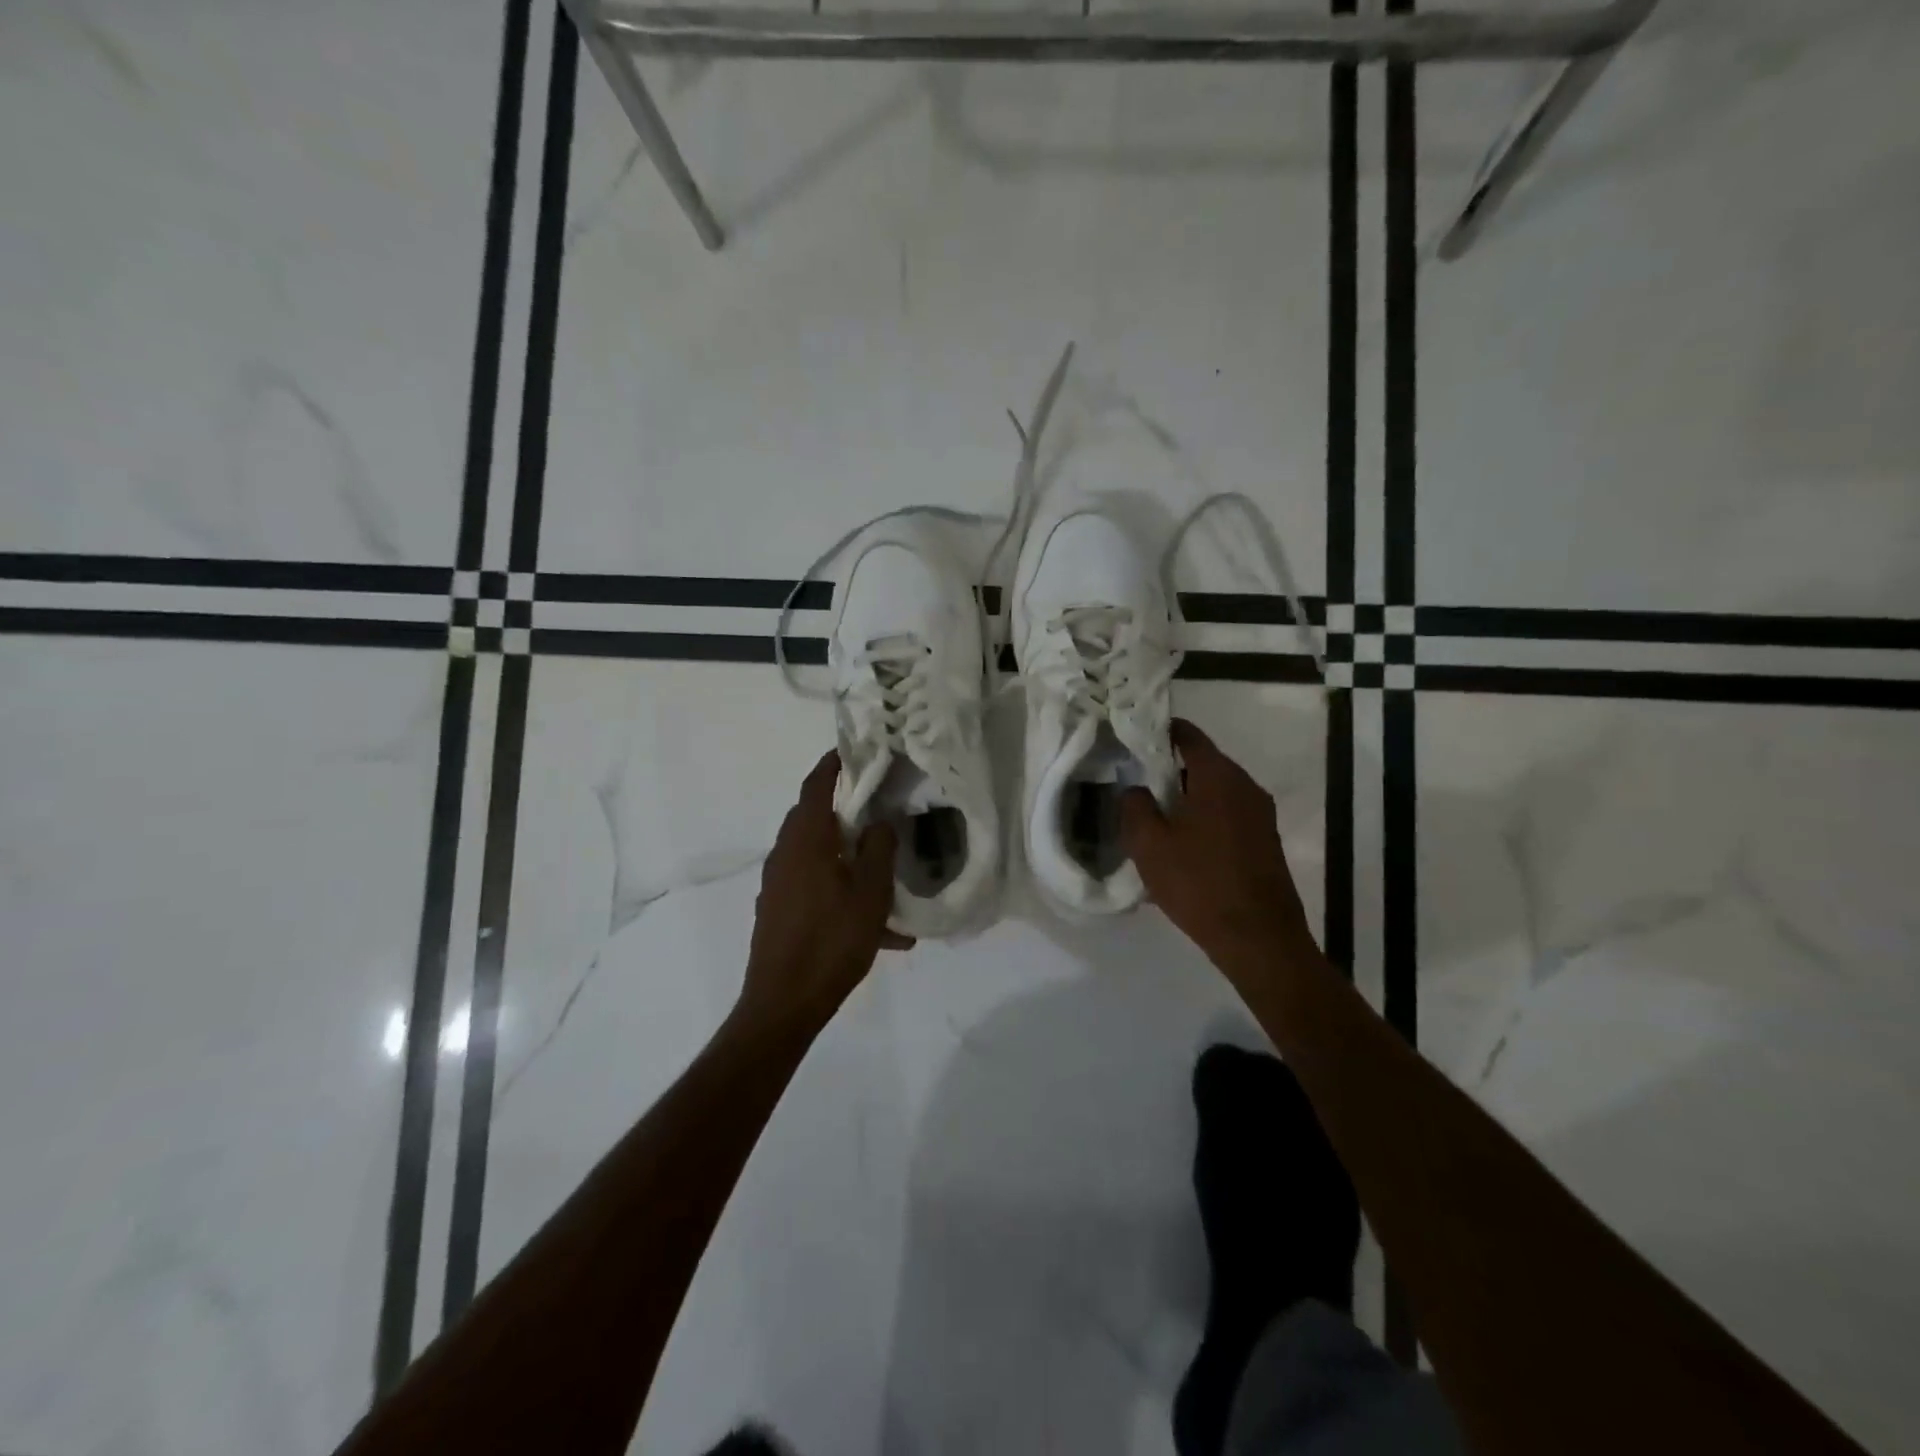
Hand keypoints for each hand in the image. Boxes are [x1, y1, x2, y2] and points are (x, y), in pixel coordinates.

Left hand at [741, 752, 911, 1027]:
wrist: (783, 1004)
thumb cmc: (831, 941)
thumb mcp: (870, 893)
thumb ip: (878, 849)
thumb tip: (880, 822)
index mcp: (805, 840)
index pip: (816, 785)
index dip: (834, 763)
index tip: (855, 749)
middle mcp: (785, 854)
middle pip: (814, 817)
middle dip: (845, 808)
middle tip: (878, 805)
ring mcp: (777, 884)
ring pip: (817, 854)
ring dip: (848, 856)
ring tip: (886, 875)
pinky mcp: (778, 910)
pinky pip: (814, 886)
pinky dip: (841, 890)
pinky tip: (877, 926)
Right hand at [1120, 719, 1315, 972]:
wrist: (1259, 939)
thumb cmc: (1199, 883)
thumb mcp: (1148, 844)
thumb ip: (1134, 806)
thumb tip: (1136, 789)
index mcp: (1218, 776)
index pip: (1188, 735)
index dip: (1160, 731)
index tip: (1134, 738)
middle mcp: (1245, 786)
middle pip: (1203, 762)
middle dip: (1170, 768)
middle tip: (1137, 781)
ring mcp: (1260, 814)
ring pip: (1216, 791)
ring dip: (1187, 797)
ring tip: (1156, 815)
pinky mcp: (1265, 840)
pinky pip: (1228, 814)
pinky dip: (1204, 817)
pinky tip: (1183, 844)